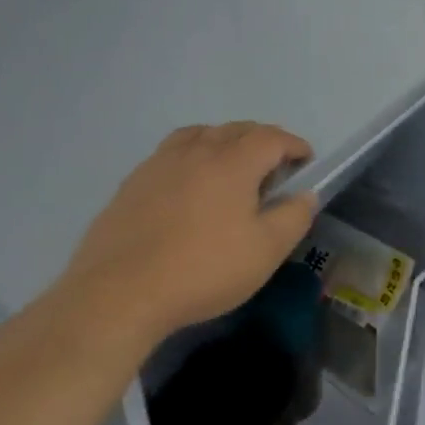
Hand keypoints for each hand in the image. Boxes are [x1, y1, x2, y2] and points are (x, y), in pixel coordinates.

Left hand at [63, 123, 316, 354]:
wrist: (117, 295)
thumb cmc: (202, 270)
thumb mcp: (265, 251)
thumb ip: (294, 216)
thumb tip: (305, 194)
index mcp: (234, 161)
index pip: (273, 138)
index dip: (294, 146)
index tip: (306, 161)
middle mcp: (198, 150)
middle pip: (237, 129)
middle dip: (262, 141)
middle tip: (274, 167)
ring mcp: (160, 163)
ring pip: (201, 135)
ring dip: (224, 142)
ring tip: (230, 166)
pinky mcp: (133, 182)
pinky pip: (171, 153)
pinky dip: (191, 156)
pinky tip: (188, 185)